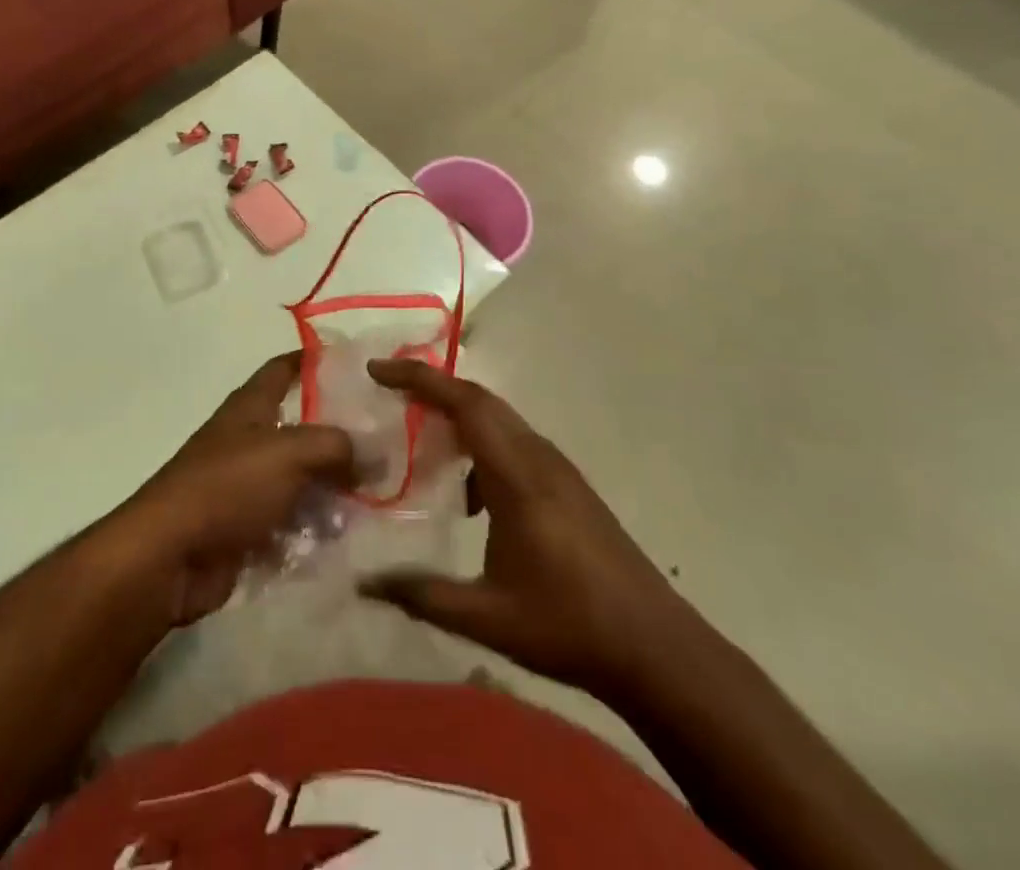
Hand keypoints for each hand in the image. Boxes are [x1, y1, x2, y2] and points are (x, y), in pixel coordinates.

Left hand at [120, 352, 353, 624]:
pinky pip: (291, 522)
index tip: (356, 364)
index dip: (314, 360)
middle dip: (340, 435)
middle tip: (388, 444)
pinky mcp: (247, 529)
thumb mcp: (289, 452)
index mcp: (250, 407)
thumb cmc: (228, 487)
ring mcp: (246, 486)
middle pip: (300, 428)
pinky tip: (351, 536)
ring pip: (301, 478)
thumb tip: (372, 452)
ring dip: (333, 488)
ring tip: (380, 496)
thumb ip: (335, 445)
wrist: (171, 556)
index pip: (284, 368)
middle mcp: (248, 440)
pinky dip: (316, 529)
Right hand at [360, 359, 688, 699]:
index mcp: (518, 475)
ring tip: (419, 440)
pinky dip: (481, 447)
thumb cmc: (569, 626)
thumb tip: (363, 583)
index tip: (378, 370)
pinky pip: (514, 443)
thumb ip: (422, 594)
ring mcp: (558, 469)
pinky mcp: (568, 486)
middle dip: (431, 388)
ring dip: (457, 417)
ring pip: (499, 420)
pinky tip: (470, 498)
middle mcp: (538, 458)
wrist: (656, 648)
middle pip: (480, 401)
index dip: (419, 379)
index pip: (464, 404)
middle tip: (388, 392)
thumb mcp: (487, 616)